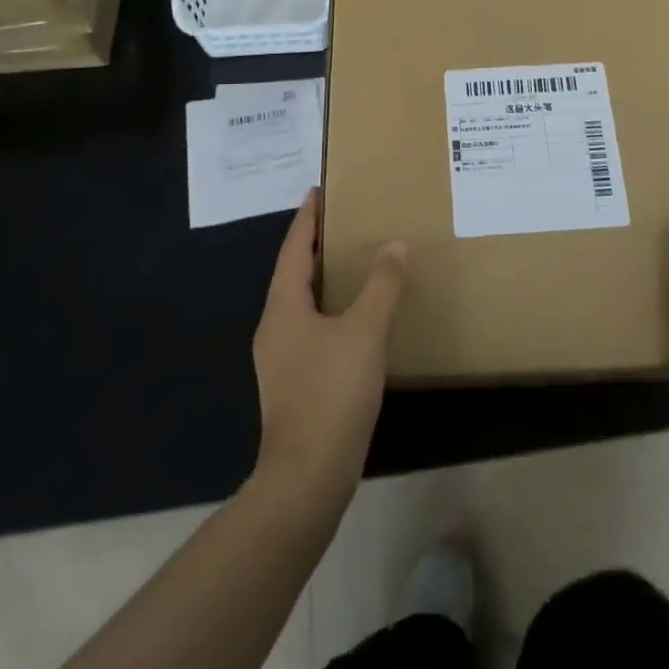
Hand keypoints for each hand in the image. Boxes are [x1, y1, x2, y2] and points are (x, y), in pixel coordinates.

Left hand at [252, 189, 405, 505]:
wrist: (306, 478)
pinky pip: (308, 328)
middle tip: (341, 220)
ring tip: (349, 262)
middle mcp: (274, 327)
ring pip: (299, 302)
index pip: (294, 248)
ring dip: (320, 278)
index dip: (307, 218)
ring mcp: (279, 359)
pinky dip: (327, 308)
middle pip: (292, 273)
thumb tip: (394, 245)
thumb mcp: (365, 331)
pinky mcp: (292, 383)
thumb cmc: (332, 393)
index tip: (317, 191)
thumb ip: (382, 285)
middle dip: (313, 244)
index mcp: (283, 307)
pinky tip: (351, 318)